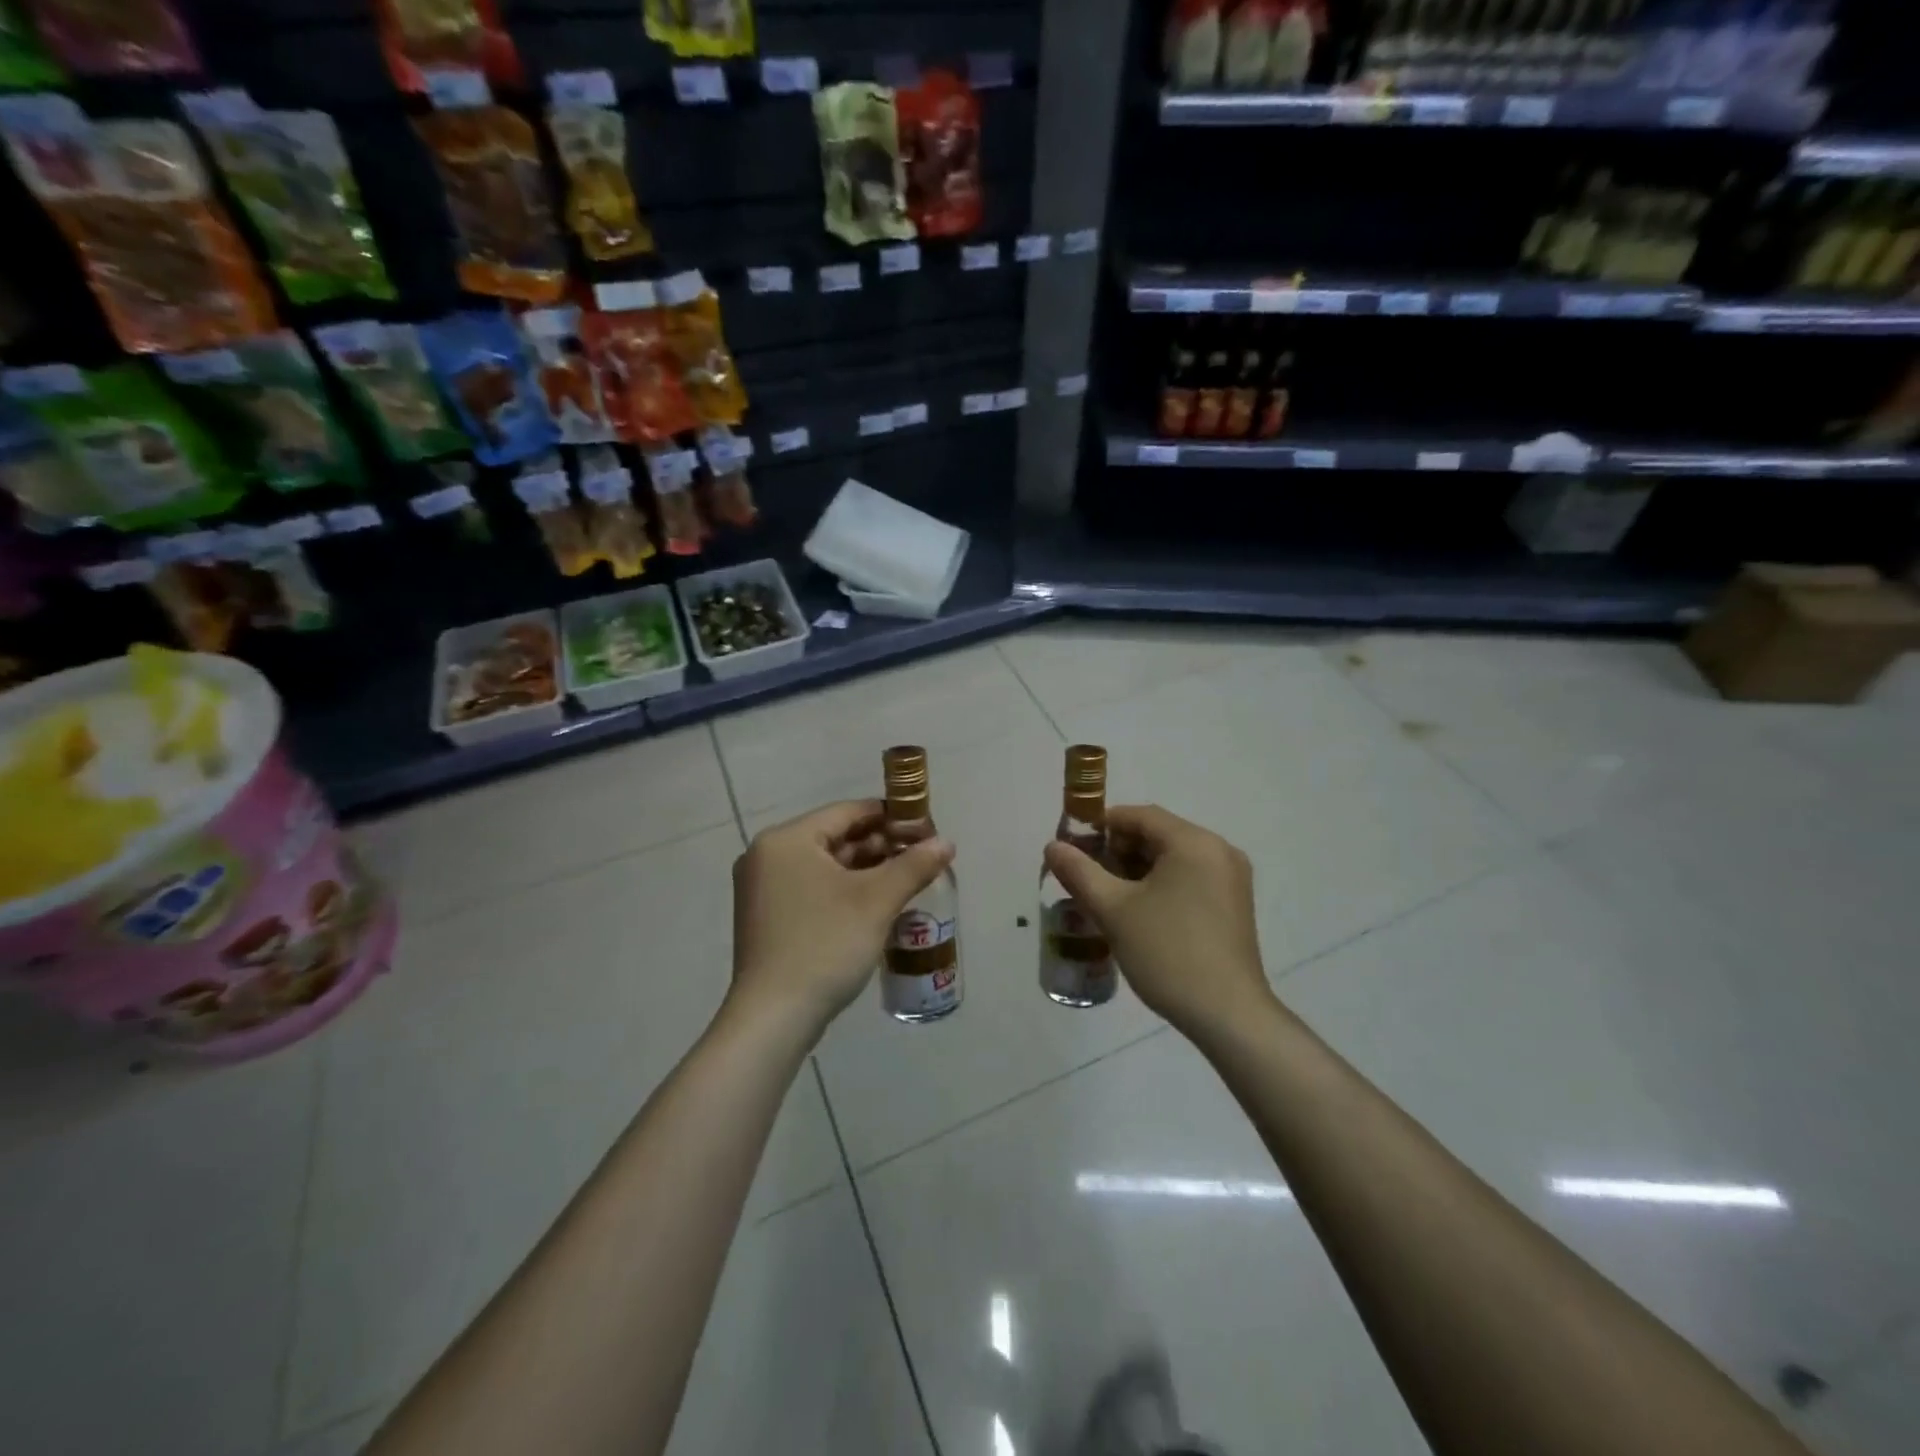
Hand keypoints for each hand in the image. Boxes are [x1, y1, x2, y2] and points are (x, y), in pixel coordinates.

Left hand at [731, 800, 953, 1036]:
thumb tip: (946, 843)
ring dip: (865, 870)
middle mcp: (767, 856)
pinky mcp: (767, 916)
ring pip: (825, 865)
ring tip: (906, 880)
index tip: (925, 829)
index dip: (891, 817)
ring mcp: (762, 888)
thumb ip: (913, 865)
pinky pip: (813, 888)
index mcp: (786, 840)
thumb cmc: (825, 945)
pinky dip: (844, 890)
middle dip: (880, 846)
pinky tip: (876, 904)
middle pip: (835, 837)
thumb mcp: (876, 901)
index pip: (847, 812)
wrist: (774, 1018)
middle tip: (921, 858)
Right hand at [1043, 805, 1271, 1038]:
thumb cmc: (1168, 953)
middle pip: (1157, 835)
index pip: (1139, 816)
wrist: (1228, 1015)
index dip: (1101, 827)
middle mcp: (1219, 850)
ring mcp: (1232, 879)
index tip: (1073, 850)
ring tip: (1106, 899)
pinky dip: (1160, 886)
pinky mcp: (1234, 905)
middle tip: (1086, 879)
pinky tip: (1138, 914)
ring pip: (1173, 859)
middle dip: (1117, 852)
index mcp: (1194, 842)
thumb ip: (1079, 872)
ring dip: (1136, 871)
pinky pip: (1189, 879)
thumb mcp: (1113, 910)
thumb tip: (1053, 847)